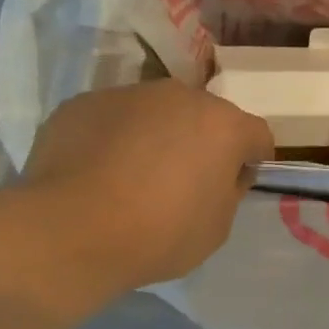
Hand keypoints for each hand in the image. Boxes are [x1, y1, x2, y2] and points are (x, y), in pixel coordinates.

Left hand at [26, 81, 272, 291]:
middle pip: (203, 116)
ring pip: (154, 113)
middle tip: (184, 182)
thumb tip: (221, 175)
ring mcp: (126, 95)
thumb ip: (227, 192)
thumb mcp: (217, 227)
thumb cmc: (160, 233)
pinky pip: (111, 120)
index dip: (251, 160)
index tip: (235, 185)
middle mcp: (178, 96)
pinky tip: (97, 175)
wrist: (72, 229)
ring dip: (155, 137)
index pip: (256, 135)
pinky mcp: (82, 104)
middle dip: (201, 142)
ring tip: (133, 178)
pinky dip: (113, 140)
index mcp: (223, 125)